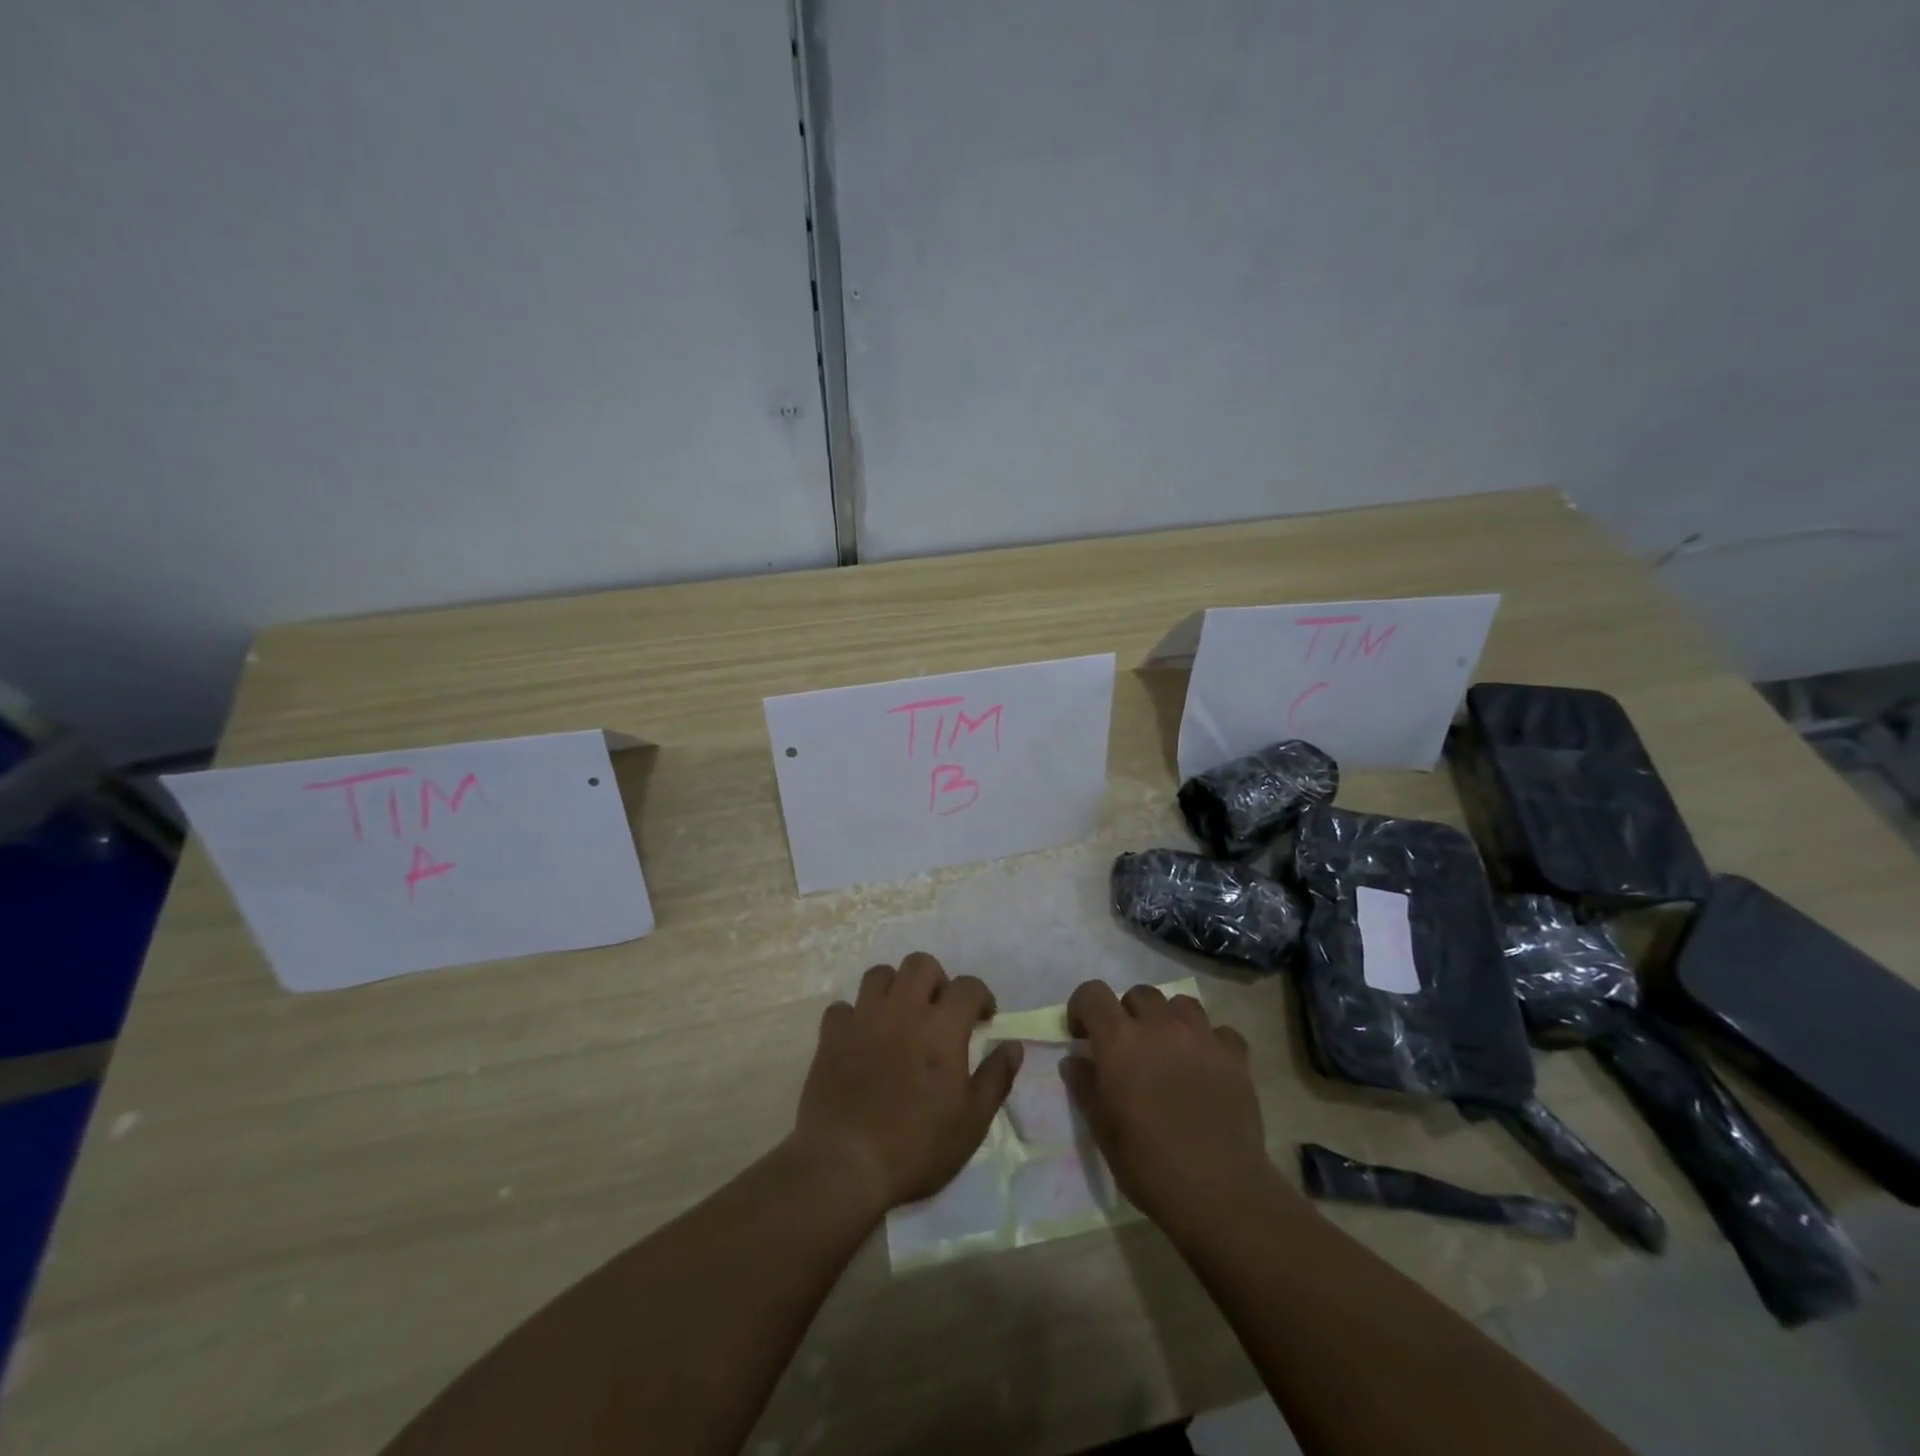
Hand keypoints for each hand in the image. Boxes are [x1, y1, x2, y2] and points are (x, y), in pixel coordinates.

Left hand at [792, 952, 1021, 1213]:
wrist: (845, 1164)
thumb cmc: (917, 1146)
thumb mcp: (972, 1122)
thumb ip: (996, 1077)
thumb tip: (1014, 1045)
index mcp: (942, 1027)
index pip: (968, 986)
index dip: (981, 996)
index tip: (984, 1018)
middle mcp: (903, 1009)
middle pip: (921, 964)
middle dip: (936, 980)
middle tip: (940, 1012)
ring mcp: (863, 1018)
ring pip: (879, 974)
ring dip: (894, 988)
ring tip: (899, 1017)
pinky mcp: (831, 1035)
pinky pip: (843, 1007)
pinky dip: (855, 1016)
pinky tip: (861, 1039)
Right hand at [1062, 982, 1271, 1233]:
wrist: (1219, 1193)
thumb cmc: (1149, 1165)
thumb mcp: (1102, 1130)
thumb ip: (1084, 1086)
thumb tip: (1074, 1060)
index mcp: (1119, 1041)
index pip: (1093, 993)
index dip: (1083, 1008)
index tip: (1083, 1035)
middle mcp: (1159, 1026)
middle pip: (1139, 993)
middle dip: (1128, 1013)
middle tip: (1129, 1048)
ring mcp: (1202, 1038)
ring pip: (1181, 1003)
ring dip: (1169, 1019)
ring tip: (1170, 1050)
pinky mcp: (1235, 1056)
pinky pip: (1221, 1031)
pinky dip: (1210, 1042)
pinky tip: (1207, 1066)